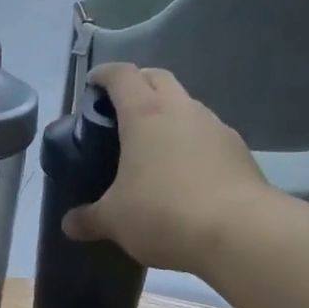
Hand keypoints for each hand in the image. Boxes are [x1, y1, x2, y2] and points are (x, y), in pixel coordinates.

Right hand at [61, 62, 270, 272]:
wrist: (238, 232)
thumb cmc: (163, 214)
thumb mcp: (115, 221)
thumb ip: (90, 219)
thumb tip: (69, 224)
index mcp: (145, 115)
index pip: (121, 76)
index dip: (104, 75)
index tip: (93, 84)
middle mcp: (182, 110)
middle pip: (158, 78)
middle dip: (139, 85)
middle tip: (122, 109)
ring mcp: (215, 127)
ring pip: (187, 105)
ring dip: (170, 113)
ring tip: (156, 144)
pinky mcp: (238, 150)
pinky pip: (209, 134)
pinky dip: (193, 142)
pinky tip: (188, 172)